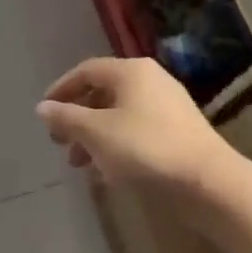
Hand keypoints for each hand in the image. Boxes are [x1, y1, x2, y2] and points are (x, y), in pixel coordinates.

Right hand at [36, 57, 230, 191]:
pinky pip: (137, 130)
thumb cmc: (146, 149)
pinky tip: (107, 172)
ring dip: (94, 136)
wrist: (209, 182)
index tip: (44, 113)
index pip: (86, 71)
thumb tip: (42, 107)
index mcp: (130, 71)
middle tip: (59, 143)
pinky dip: (116, 145)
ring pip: (119, 115)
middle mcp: (151, 80)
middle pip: (103, 93)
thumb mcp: (96, 133)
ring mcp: (168, 106)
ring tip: (79, 164)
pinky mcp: (179, 131)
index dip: (61, 89)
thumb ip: (66, 118)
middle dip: (76, 118)